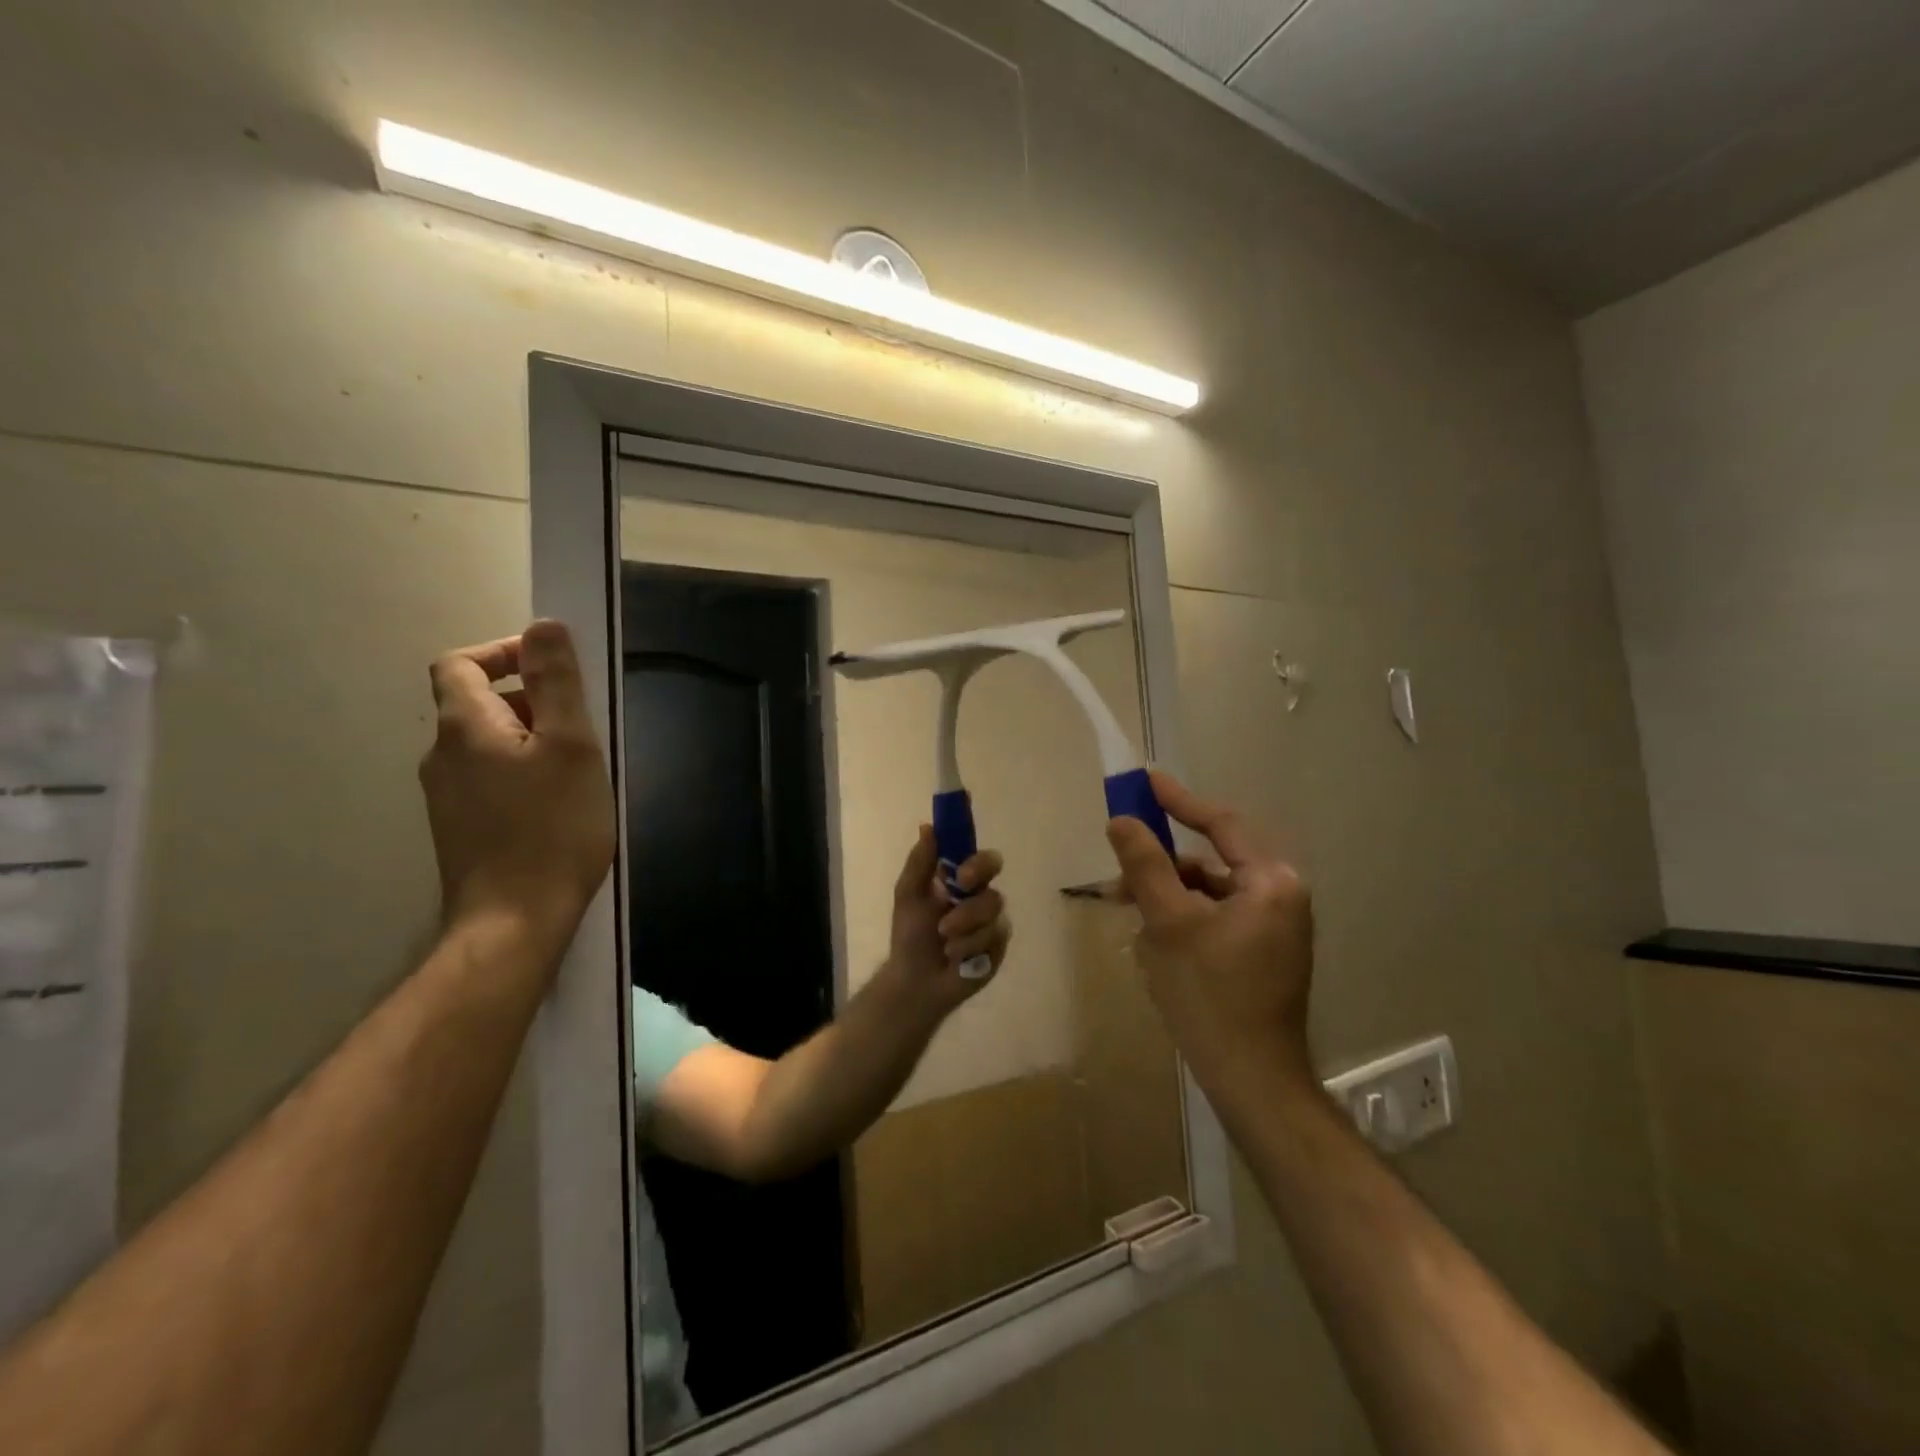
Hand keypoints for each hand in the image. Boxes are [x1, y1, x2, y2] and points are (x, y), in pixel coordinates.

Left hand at [419, 620, 615, 954]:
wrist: (514, 921)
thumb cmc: (551, 828)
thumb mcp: (570, 746)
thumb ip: (556, 683)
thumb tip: (544, 625)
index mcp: (464, 727)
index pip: (460, 663)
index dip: (503, 652)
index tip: (552, 668)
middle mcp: (442, 756)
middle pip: (477, 703)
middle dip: (530, 700)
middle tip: (582, 725)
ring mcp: (447, 796)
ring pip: (488, 744)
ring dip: (531, 739)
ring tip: (579, 768)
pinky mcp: (461, 828)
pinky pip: (490, 779)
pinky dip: (522, 772)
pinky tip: (558, 804)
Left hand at [883, 826, 1010, 1009]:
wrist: (915, 980)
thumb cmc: (910, 935)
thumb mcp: (908, 895)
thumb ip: (920, 862)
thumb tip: (928, 827)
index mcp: (961, 879)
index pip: (981, 857)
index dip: (977, 859)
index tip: (961, 872)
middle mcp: (981, 895)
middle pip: (994, 879)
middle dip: (976, 887)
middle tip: (959, 895)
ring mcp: (993, 921)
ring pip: (992, 910)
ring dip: (964, 924)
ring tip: (944, 938)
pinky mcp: (999, 946)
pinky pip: (994, 937)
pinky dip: (969, 946)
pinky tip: (955, 956)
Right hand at [1105, 770, 1314, 1101]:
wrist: (1251, 1080)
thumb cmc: (1210, 994)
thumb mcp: (1168, 923)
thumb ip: (1145, 865)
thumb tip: (1122, 820)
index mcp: (1271, 882)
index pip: (1221, 824)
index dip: (1179, 801)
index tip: (1145, 781)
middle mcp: (1281, 897)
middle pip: (1210, 862)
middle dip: (1161, 865)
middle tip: (1118, 868)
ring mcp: (1274, 929)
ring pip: (1209, 893)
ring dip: (1167, 895)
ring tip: (1126, 912)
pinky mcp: (1263, 954)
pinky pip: (1216, 919)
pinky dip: (1183, 919)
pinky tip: (1153, 939)